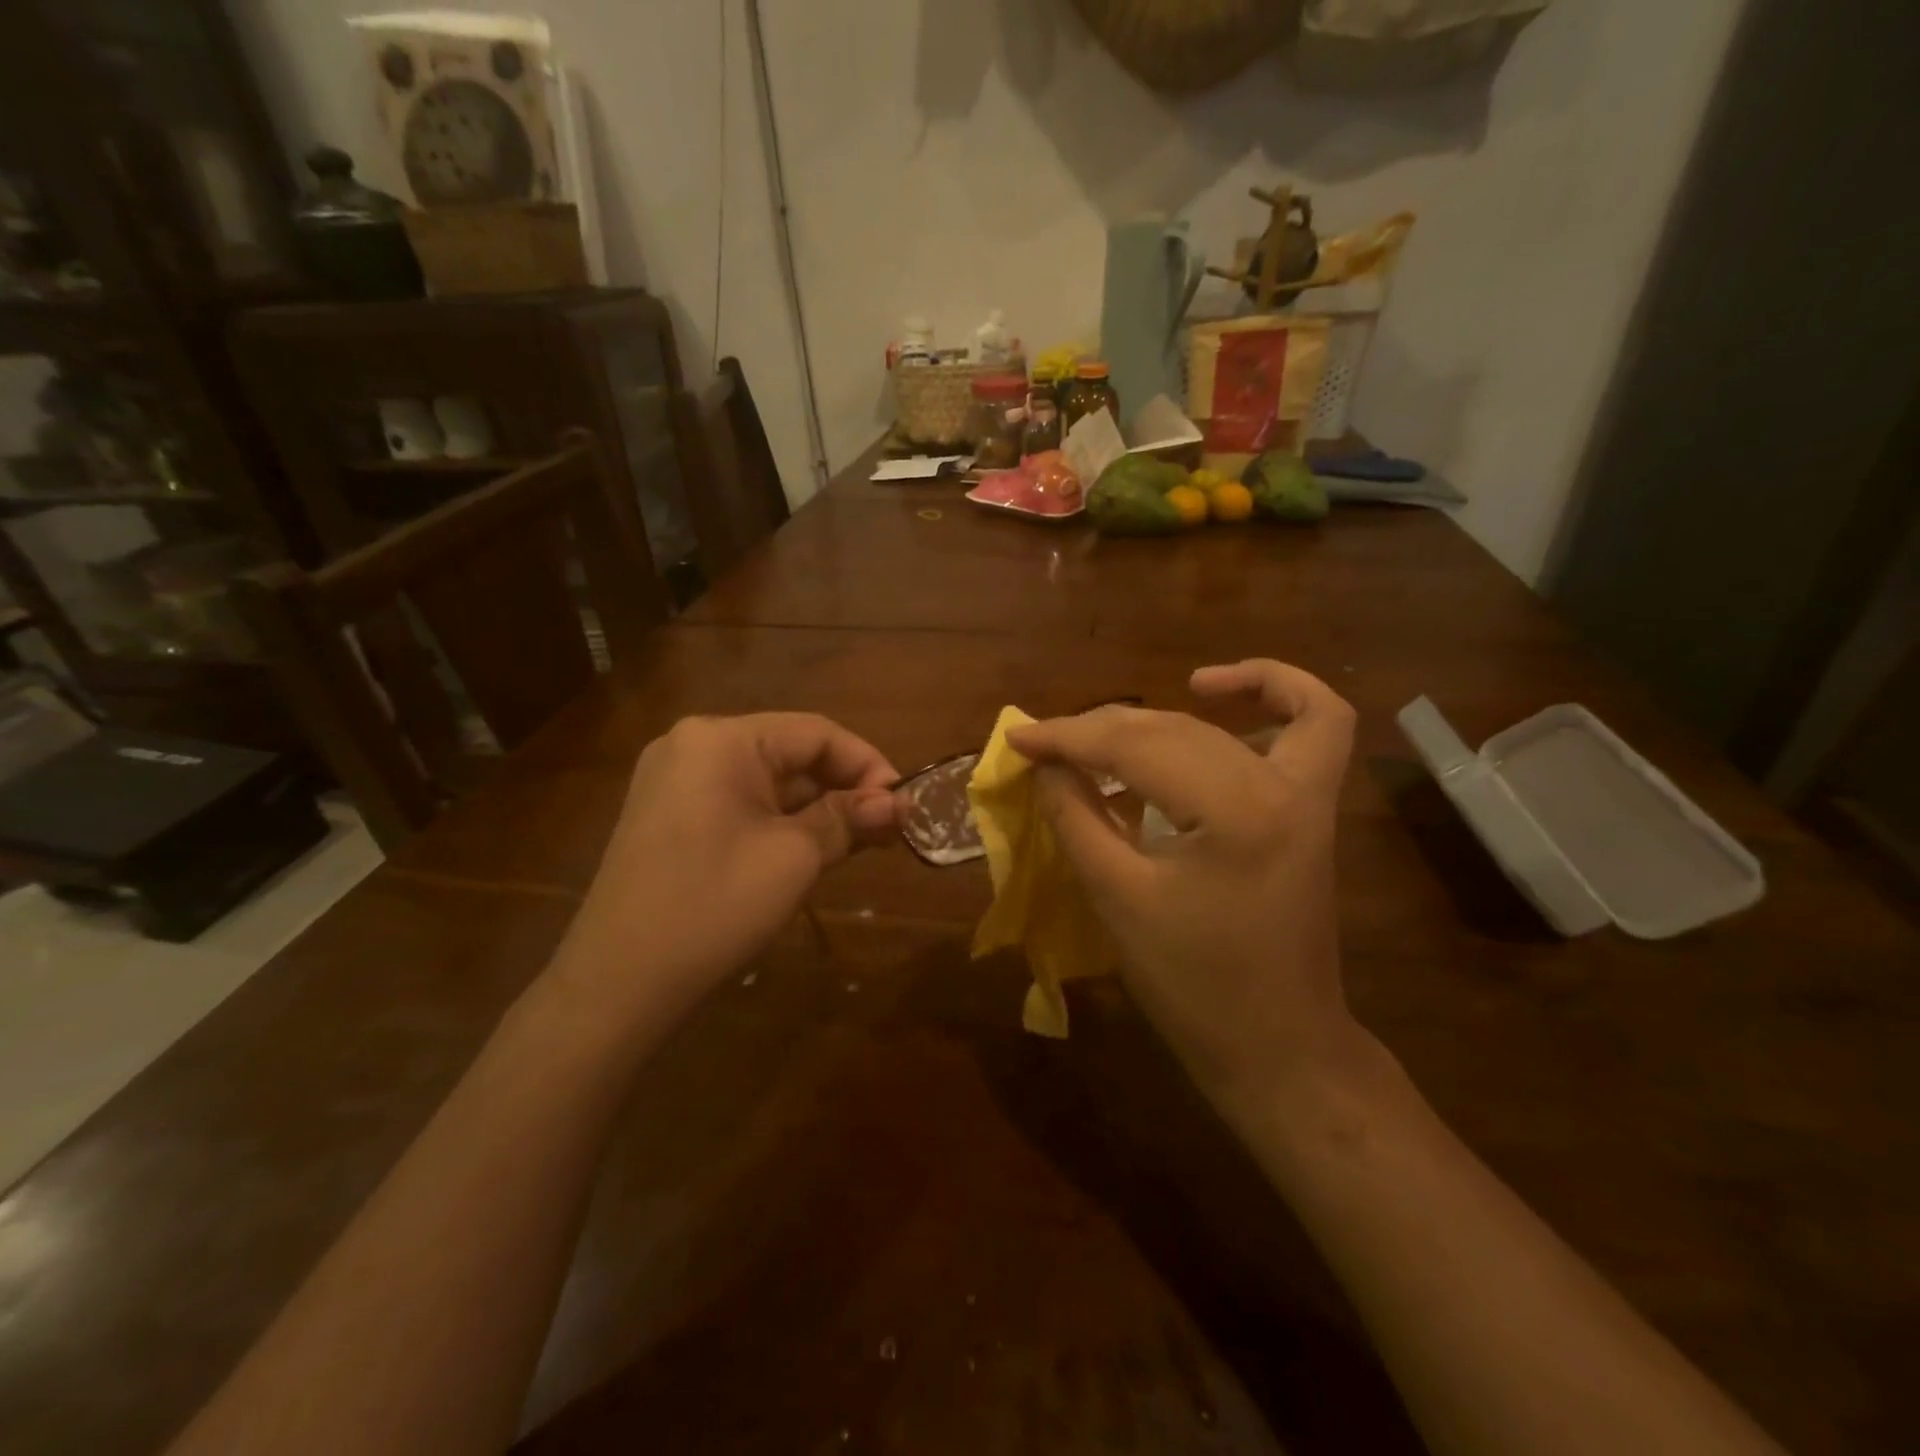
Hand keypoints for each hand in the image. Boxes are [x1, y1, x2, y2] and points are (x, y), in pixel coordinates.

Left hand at [555, 713, 901, 1018]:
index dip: (867, 764)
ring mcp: (674, 782)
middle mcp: (693, 746)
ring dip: (816, 810)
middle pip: (790, 754)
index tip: (903, 805)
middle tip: (887, 830)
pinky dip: (780, 823)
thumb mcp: (794, 857)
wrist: (618, 983)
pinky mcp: (668, 817)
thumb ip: (848, 818)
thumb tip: (897, 804)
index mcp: (721, 739)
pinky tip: (810, 851)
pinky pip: (740, 805)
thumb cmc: (714, 905)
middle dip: (843, 791)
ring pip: (767, 783)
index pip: (815, 732)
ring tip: (859, 844)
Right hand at [1009, 660, 1361, 1123]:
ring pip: (1220, 726)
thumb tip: (1046, 765)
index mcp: (1235, 812)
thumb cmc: (1193, 985)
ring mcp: (1307, 793)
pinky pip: (1313, 724)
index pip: (1135, 748)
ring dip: (1157, 719)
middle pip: (1174, 729)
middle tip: (1048, 746)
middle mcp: (1281, 786)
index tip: (1018, 737)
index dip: (1068, 737)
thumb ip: (1077, 818)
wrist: (1278, 1045)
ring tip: (1106, 733)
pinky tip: (1213, 694)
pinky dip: (1271, 693)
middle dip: (1100, 730)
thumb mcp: (1119, 899)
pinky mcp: (1312, 806)